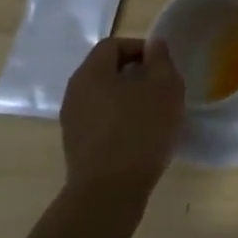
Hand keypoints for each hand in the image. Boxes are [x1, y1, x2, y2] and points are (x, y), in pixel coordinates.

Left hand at [60, 38, 184, 197]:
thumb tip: (154, 44)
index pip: (113, 45)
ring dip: (127, 98)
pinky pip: (100, 120)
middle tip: (160, 86)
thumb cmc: (140, 130)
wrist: (109, 193)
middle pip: (105, 70)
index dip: (139, 48)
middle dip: (134, 73)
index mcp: (91, 73)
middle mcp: (74, 93)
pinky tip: (140, 135)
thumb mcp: (165, 87)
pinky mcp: (76, 147)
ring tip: (153, 112)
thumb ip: (161, 60)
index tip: (161, 65)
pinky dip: (119, 119)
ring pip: (103, 97)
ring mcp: (72, 122)